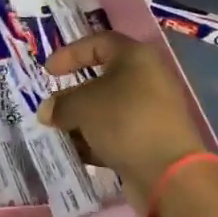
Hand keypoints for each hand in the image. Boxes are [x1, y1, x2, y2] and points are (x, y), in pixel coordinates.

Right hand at [42, 32, 207, 211]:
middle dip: (74, 94)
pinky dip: (97, 140)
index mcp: (136, 57)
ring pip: (109, 109)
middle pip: (103, 79)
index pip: (98, 43)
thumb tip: (47, 111)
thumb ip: (61, 104)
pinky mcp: (152, 140)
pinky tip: (77, 153)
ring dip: (83, 120)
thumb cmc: (124, 121)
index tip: (48, 72)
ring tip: (59, 133)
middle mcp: (148, 79)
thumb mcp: (83, 106)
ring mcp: (152, 111)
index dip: (70, 53)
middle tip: (52, 107)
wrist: (170, 174)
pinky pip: (118, 133)